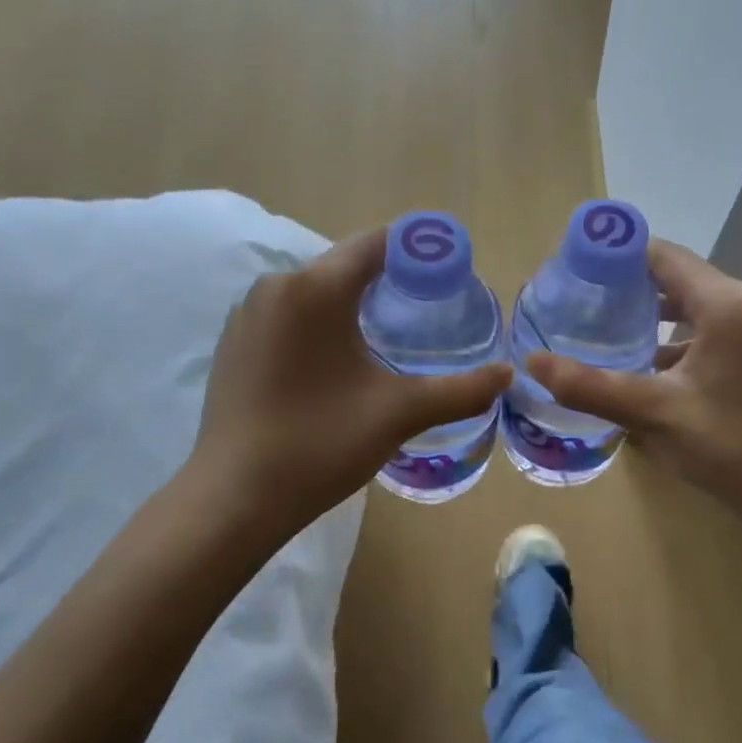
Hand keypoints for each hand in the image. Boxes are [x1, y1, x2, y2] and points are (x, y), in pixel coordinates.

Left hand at [188, 228, 511, 538]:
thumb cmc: (321, 443)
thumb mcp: (399, 413)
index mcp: (314, 289)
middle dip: (387, 279)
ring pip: (313, 292)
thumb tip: (508, 374)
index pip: (375, 245)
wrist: (235, 498)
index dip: (417, 251)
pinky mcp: (233, 343)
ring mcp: (247, 315)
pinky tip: (336, 362)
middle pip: (343, 265)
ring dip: (351, 303)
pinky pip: (287, 316)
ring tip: (388, 336)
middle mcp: (275, 286)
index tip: (450, 270)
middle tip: (428, 308)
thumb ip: (460, 390)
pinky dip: (318, 324)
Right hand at [526, 240, 741, 525]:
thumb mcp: (652, 413)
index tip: (581, 275)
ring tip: (614, 335)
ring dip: (661, 316)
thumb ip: (589, 386)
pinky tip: (658, 362)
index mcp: (731, 303)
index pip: (664, 257)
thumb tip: (532, 363)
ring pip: (702, 301)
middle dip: (635, 292)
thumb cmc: (728, 448)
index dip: (619, 260)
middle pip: (682, 277)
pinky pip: (723, 322)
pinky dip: (689, 334)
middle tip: (588, 310)